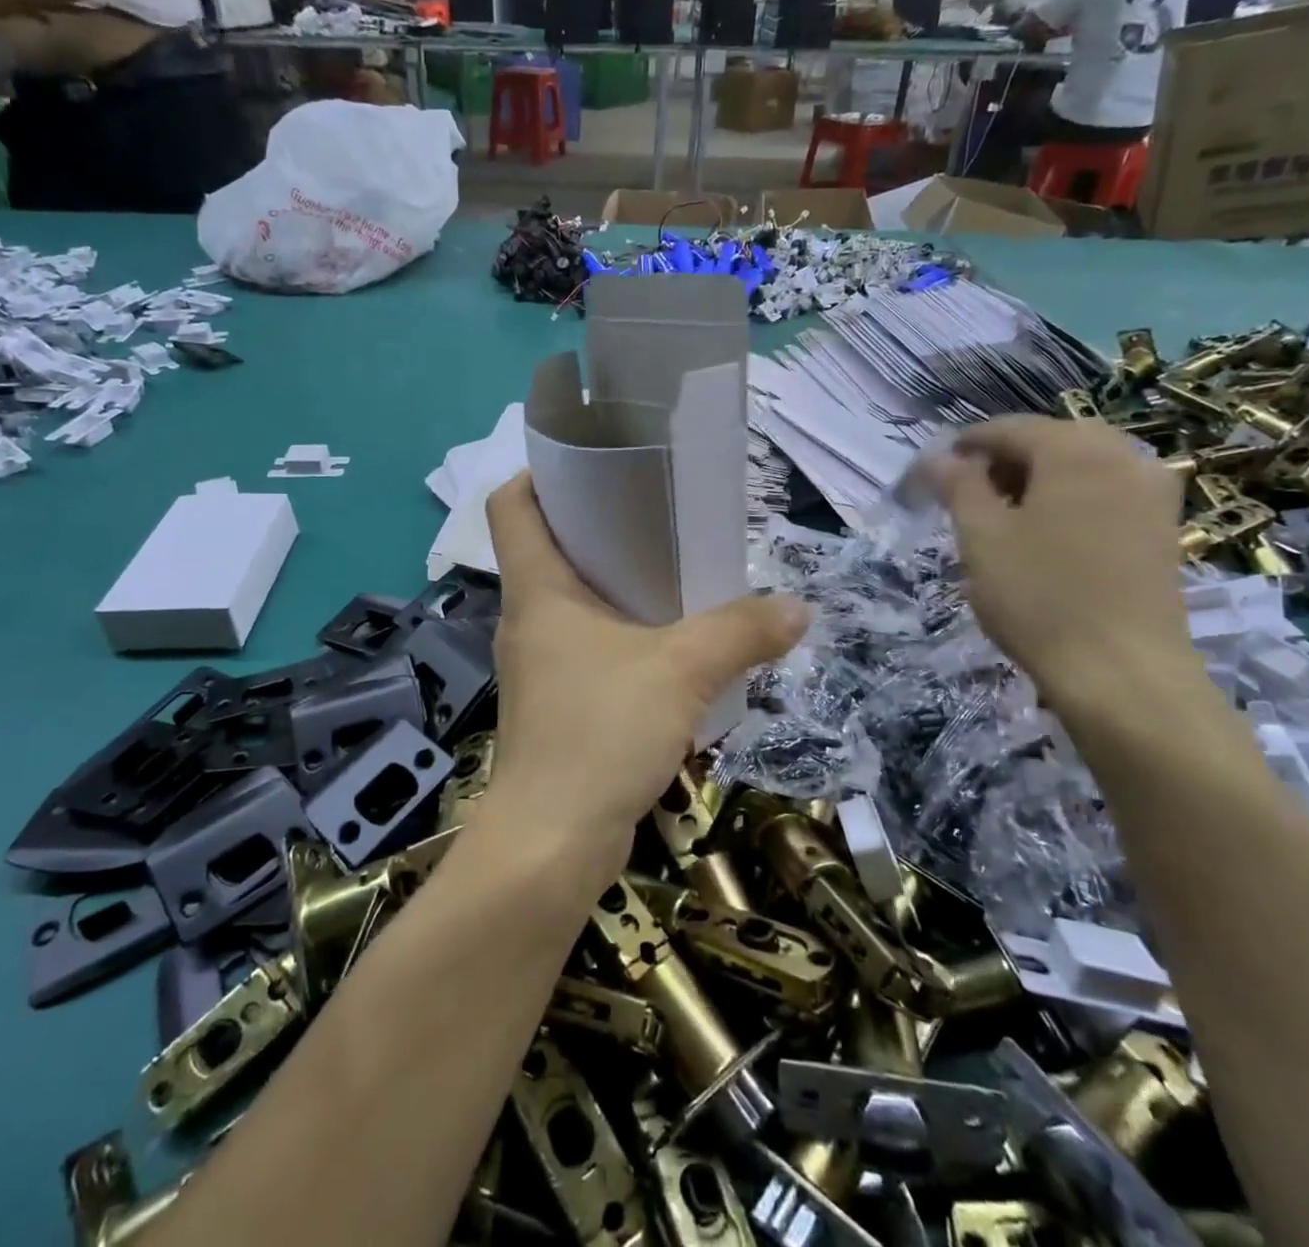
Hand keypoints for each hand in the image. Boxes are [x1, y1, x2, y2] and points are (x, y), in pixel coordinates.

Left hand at [479, 473, 808, 881]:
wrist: (551, 845)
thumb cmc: (599, 734)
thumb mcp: (681, 671)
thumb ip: (740, 632)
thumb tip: (796, 608)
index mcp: (537, 589)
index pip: (512, 505)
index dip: (541, 473)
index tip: (593, 463)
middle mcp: (529, 619)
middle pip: (551, 547)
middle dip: (601, 524)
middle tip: (661, 511)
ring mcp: (541, 664)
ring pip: (576, 602)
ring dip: (620, 585)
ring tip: (678, 572)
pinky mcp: (559, 704)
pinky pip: (592, 649)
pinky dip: (627, 636)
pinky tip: (674, 647)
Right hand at [918, 417, 1194, 700]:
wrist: (1121, 670)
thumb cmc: (1039, 595)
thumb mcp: (981, 536)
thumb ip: (958, 485)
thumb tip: (938, 456)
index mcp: (1075, 449)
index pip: (1009, 429)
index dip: (966, 445)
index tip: (934, 471)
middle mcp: (1122, 456)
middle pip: (1050, 441)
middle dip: (1004, 461)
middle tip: (967, 495)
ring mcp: (1151, 491)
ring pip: (1081, 466)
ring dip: (1037, 480)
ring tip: (1002, 517)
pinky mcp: (1162, 527)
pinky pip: (1106, 492)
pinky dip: (1069, 499)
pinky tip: (1047, 534)